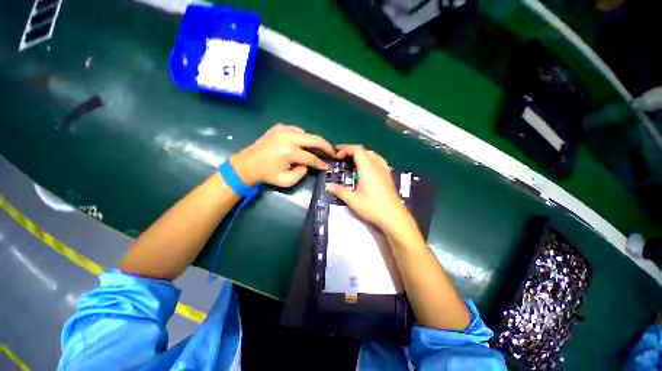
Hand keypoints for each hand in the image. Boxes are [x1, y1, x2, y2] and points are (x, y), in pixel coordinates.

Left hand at [231, 124, 334, 187]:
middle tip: (332, 152)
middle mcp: (288, 137)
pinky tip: (302, 144)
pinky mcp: (280, 127)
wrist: (247, 163)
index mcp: (289, 152)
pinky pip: (298, 131)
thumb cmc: (267, 174)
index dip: (322, 163)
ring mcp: (283, 129)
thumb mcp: (286, 181)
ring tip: (317, 150)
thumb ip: (301, 173)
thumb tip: (307, 164)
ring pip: (307, 134)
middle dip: (326, 146)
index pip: (312, 158)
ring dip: (313, 142)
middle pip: (315, 139)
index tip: (328, 167)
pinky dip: (303, 138)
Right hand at [326, 144, 410, 230]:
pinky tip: (366, 169)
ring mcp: (384, 170)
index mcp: (368, 168)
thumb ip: (340, 191)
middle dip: (351, 151)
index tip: (336, 156)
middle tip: (341, 157)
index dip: (345, 149)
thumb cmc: (373, 207)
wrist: (394, 217)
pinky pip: (378, 161)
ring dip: (361, 154)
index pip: (357, 150)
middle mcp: (377, 165)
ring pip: (372, 154)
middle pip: (364, 150)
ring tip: (352, 161)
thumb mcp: (353, 200)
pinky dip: (369, 159)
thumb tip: (328, 185)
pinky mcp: (388, 176)